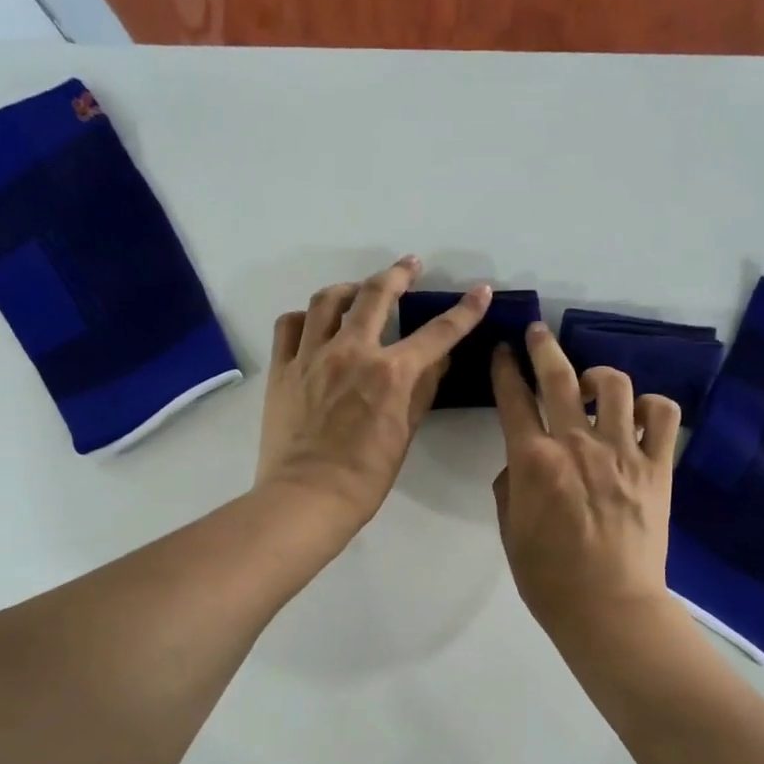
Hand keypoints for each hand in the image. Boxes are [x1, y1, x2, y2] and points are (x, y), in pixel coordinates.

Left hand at [258, 256, 490, 525]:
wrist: (307, 497)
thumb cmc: (365, 477)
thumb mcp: (405, 435)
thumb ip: (422, 392)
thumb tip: (437, 362)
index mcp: (390, 372)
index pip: (437, 333)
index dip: (464, 311)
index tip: (480, 292)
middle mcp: (351, 352)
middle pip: (377, 294)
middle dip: (399, 273)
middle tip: (409, 265)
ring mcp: (311, 356)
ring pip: (328, 300)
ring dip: (349, 289)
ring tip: (359, 292)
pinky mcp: (282, 368)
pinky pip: (290, 325)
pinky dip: (306, 317)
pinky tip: (315, 323)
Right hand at [490, 324, 681, 638]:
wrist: (608, 606)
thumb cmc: (549, 578)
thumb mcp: (510, 532)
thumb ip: (510, 487)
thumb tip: (521, 464)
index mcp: (533, 460)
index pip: (513, 399)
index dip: (503, 370)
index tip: (501, 353)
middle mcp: (577, 443)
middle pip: (560, 377)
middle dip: (543, 348)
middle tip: (537, 332)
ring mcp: (623, 451)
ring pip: (616, 386)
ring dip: (599, 377)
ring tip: (593, 386)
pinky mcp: (658, 467)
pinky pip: (664, 416)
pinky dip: (652, 406)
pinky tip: (640, 415)